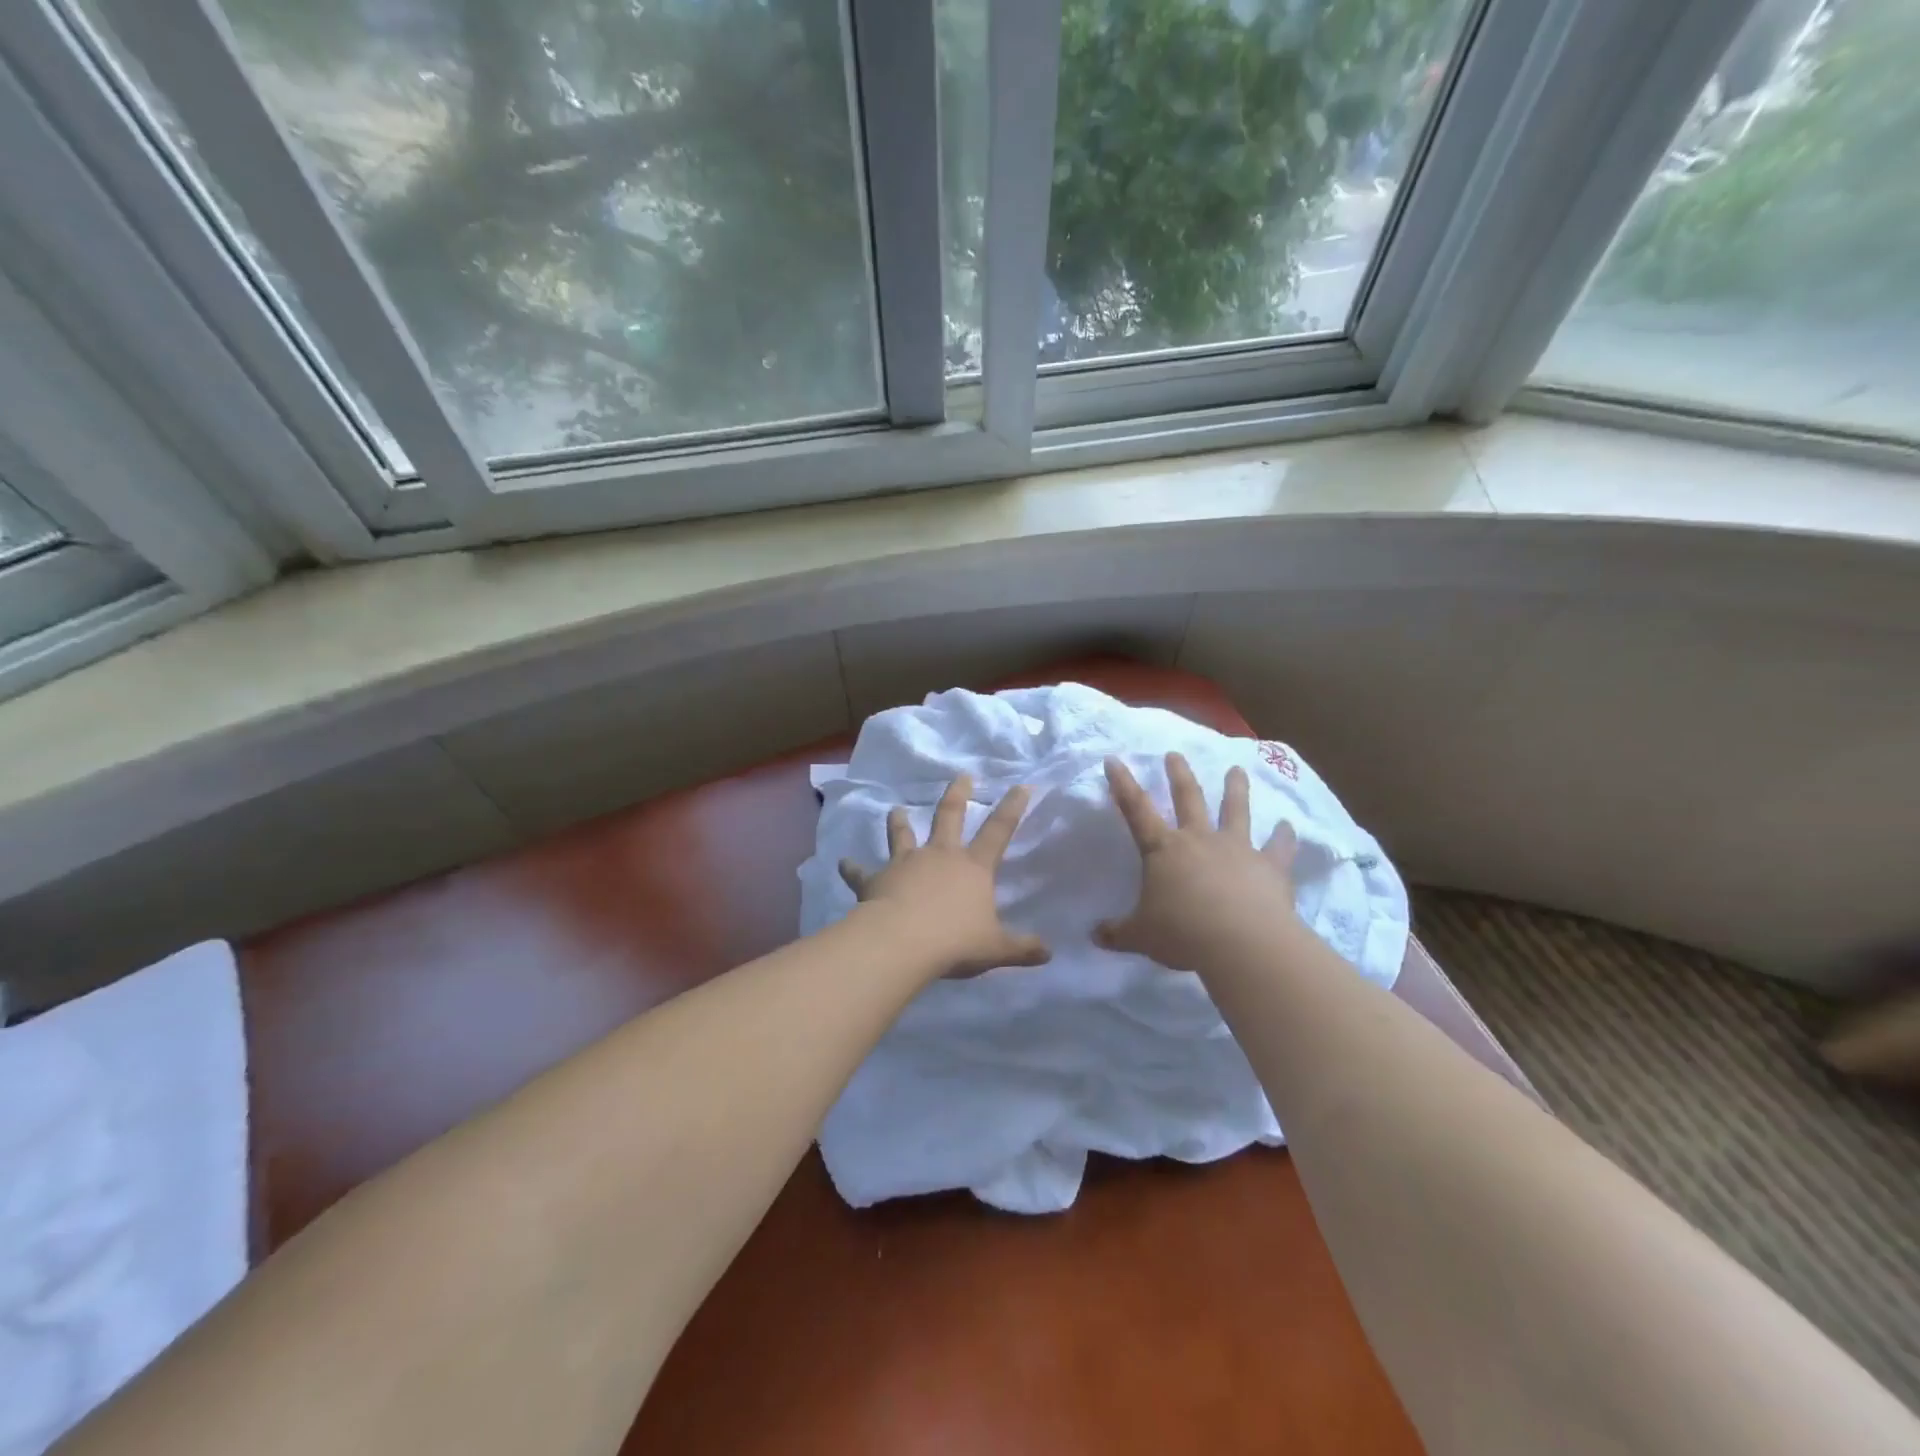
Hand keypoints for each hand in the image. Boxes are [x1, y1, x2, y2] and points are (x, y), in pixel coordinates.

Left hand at [839, 774, 1051, 978]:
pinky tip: (842, 862)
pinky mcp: (875, 880)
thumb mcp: (995, 948)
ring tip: (894, 809)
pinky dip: (851, 868)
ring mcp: (905, 863)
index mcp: (973, 867)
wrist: (902, 942)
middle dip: (957, 794)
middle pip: (949, 817)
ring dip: (898, 822)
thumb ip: (1022, 948)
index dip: (1012, 808)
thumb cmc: (955, 941)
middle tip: (961, 776)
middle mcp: (940, 856)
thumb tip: (1049, 953)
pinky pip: (861, 872)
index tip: (1021, 786)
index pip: (999, 831)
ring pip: (902, 835)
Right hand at [1097, 752, 1299, 972]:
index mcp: (1163, 851)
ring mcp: (1237, 849)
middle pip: (1188, 798)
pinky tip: (1289, 826)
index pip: (1136, 810)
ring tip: (1237, 769)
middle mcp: (1199, 840)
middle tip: (1175, 754)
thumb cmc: (1183, 934)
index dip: (1123, 784)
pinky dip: (1285, 836)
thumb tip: (1094, 934)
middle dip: (1178, 775)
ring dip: (1236, 788)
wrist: (1242, 942)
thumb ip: (1117, 933)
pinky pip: (1279, 847)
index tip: (1114, 759)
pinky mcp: (1270, 867)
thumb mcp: (1140, 936)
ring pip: (1236, 810)